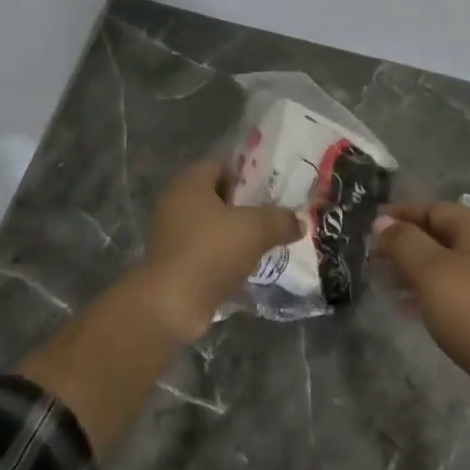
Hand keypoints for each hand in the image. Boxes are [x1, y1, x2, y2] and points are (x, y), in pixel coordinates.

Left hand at [141, 160, 303, 339]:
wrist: (171, 305)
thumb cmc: (210, 253)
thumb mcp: (256, 230)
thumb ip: (281, 220)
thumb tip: (298, 221)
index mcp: (190, 182)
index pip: (223, 164)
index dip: (251, 172)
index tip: (277, 185)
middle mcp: (176, 202)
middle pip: (220, 195)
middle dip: (249, 204)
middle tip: (279, 212)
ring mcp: (173, 234)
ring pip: (215, 225)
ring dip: (239, 232)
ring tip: (271, 239)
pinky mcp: (175, 262)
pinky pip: (208, 250)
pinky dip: (228, 255)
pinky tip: (252, 264)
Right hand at [376, 201, 469, 421]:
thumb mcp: (431, 270)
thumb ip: (404, 242)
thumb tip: (383, 222)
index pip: (434, 209)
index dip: (401, 214)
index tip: (370, 227)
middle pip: (439, 236)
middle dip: (404, 244)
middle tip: (372, 258)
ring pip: (443, 266)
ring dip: (412, 270)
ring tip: (382, 283)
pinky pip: (451, 292)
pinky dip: (426, 293)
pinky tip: (405, 307)